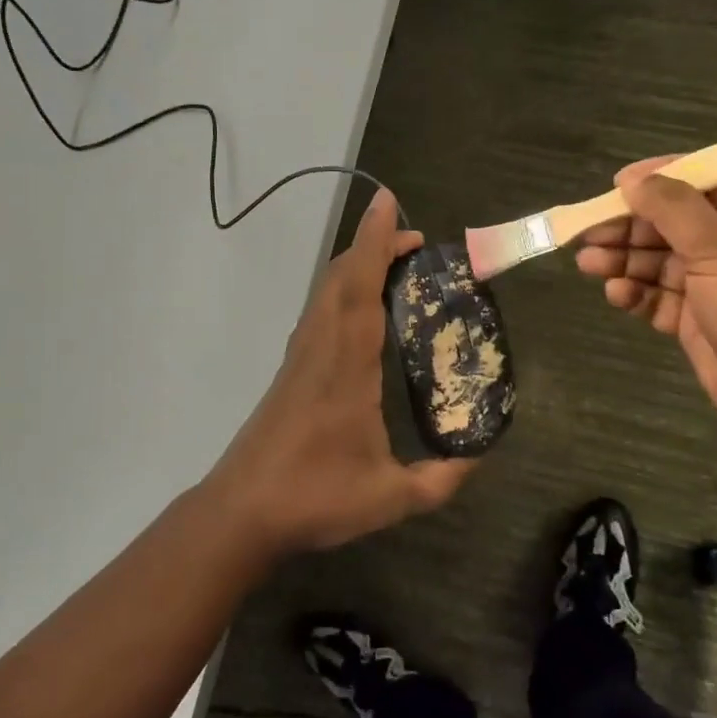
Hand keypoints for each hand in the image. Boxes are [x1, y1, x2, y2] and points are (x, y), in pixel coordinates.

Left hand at [203, 189, 476, 554]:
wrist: (241, 512)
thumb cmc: (314, 498)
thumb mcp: (390, 497)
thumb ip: (439, 480)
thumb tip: (475, 458)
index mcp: (346, 366)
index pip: (360, 289)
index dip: (375, 242)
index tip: (389, 204)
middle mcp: (320, 349)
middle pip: (340, 278)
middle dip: (373, 246)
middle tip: (414, 241)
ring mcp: (299, 359)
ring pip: (325, 293)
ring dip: (356, 266)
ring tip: (393, 265)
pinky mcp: (290, 373)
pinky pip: (319, 314)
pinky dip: (342, 292)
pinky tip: (359, 311)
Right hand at [575, 160, 716, 450]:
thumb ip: (673, 210)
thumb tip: (634, 180)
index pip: (707, 179)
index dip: (664, 175)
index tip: (621, 183)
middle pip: (672, 222)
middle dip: (630, 226)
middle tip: (589, 231)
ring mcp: (713, 283)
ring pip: (659, 260)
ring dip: (624, 260)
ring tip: (588, 263)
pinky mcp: (694, 319)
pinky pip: (657, 297)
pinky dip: (636, 293)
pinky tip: (616, 295)